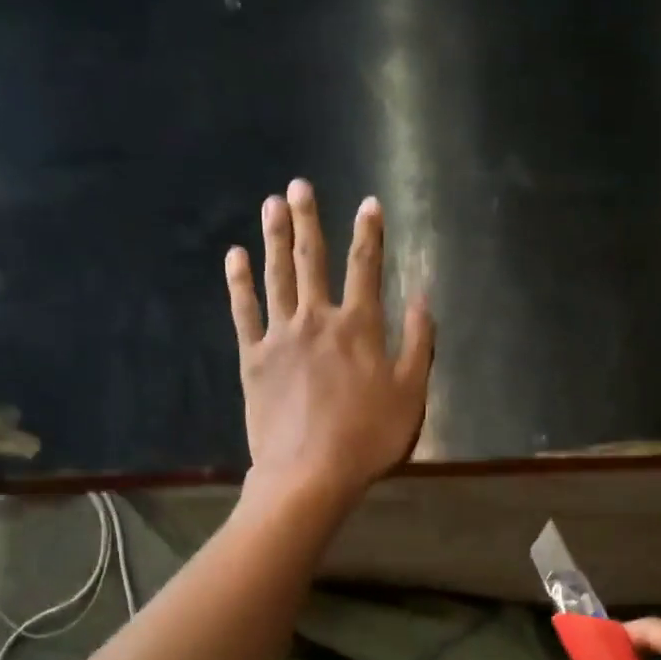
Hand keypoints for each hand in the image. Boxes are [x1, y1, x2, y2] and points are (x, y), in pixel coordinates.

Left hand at [225, 180, 433, 505]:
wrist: (309, 473)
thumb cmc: (368, 438)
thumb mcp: (411, 394)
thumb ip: (419, 344)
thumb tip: (425, 299)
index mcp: (360, 326)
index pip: (366, 267)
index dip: (369, 233)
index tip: (367, 203)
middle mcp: (318, 319)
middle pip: (312, 260)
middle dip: (308, 221)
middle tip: (299, 186)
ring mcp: (281, 336)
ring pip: (277, 276)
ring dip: (274, 238)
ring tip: (271, 205)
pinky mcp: (253, 358)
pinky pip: (244, 311)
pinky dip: (239, 283)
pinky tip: (235, 258)